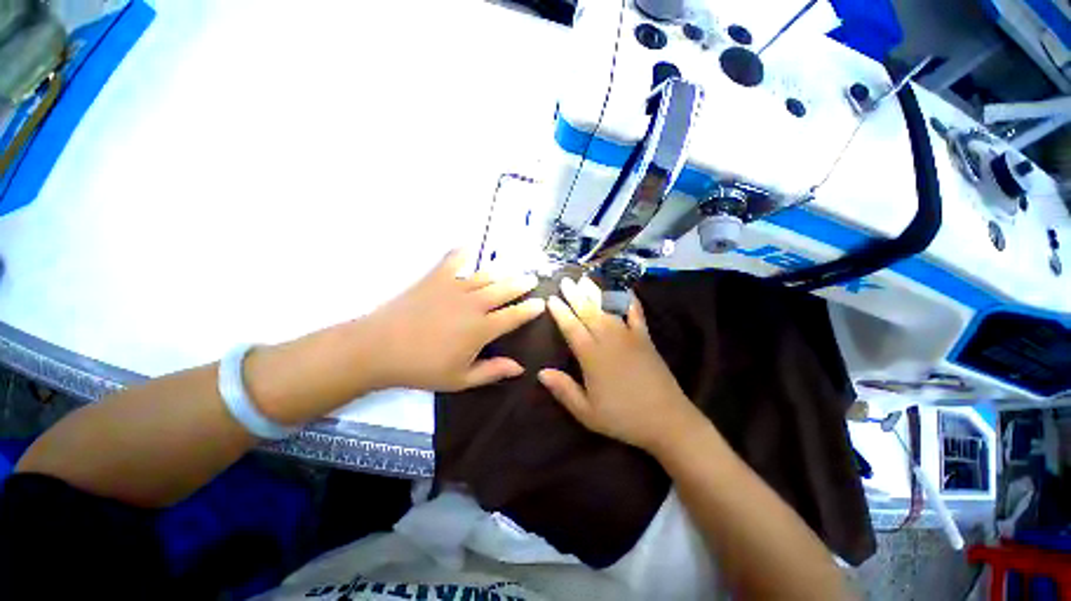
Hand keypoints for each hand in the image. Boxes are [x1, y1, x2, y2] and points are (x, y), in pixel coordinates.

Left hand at [364, 250, 545, 391]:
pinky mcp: (435, 278)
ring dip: (502, 271)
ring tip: (513, 268)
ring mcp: (454, 287)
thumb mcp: (460, 379)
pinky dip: (463, 251)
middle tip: (532, 279)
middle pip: (504, 289)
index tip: (541, 303)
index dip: (530, 309)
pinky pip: (452, 259)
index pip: (514, 316)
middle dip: (521, 284)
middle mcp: (473, 304)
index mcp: (481, 329)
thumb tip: (520, 368)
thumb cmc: (421, 368)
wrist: (378, 349)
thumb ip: (492, 371)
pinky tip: (471, 244)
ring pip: (486, 275)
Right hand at [538, 276, 702, 452]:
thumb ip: (563, 390)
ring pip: (608, 309)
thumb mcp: (587, 413)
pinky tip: (625, 290)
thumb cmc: (622, 418)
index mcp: (592, 357)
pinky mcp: (645, 339)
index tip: (551, 299)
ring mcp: (629, 337)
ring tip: (585, 279)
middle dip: (575, 295)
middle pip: (588, 313)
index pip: (572, 328)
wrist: (667, 420)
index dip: (560, 312)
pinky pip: (637, 314)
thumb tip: (541, 372)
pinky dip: (630, 301)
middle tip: (565, 280)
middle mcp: (609, 340)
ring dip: (595, 293)